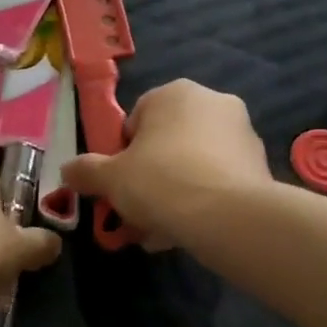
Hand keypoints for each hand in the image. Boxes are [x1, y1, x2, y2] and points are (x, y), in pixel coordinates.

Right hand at [59, 80, 272, 251]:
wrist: (228, 215)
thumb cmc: (160, 182)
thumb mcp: (110, 178)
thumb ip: (86, 171)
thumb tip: (67, 171)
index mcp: (175, 93)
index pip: (137, 121)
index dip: (123, 156)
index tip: (120, 185)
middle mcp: (213, 102)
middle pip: (167, 145)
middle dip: (150, 180)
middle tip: (138, 213)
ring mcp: (242, 133)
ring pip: (194, 166)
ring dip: (174, 196)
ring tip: (161, 232)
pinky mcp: (259, 165)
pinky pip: (219, 182)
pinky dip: (203, 202)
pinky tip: (189, 232)